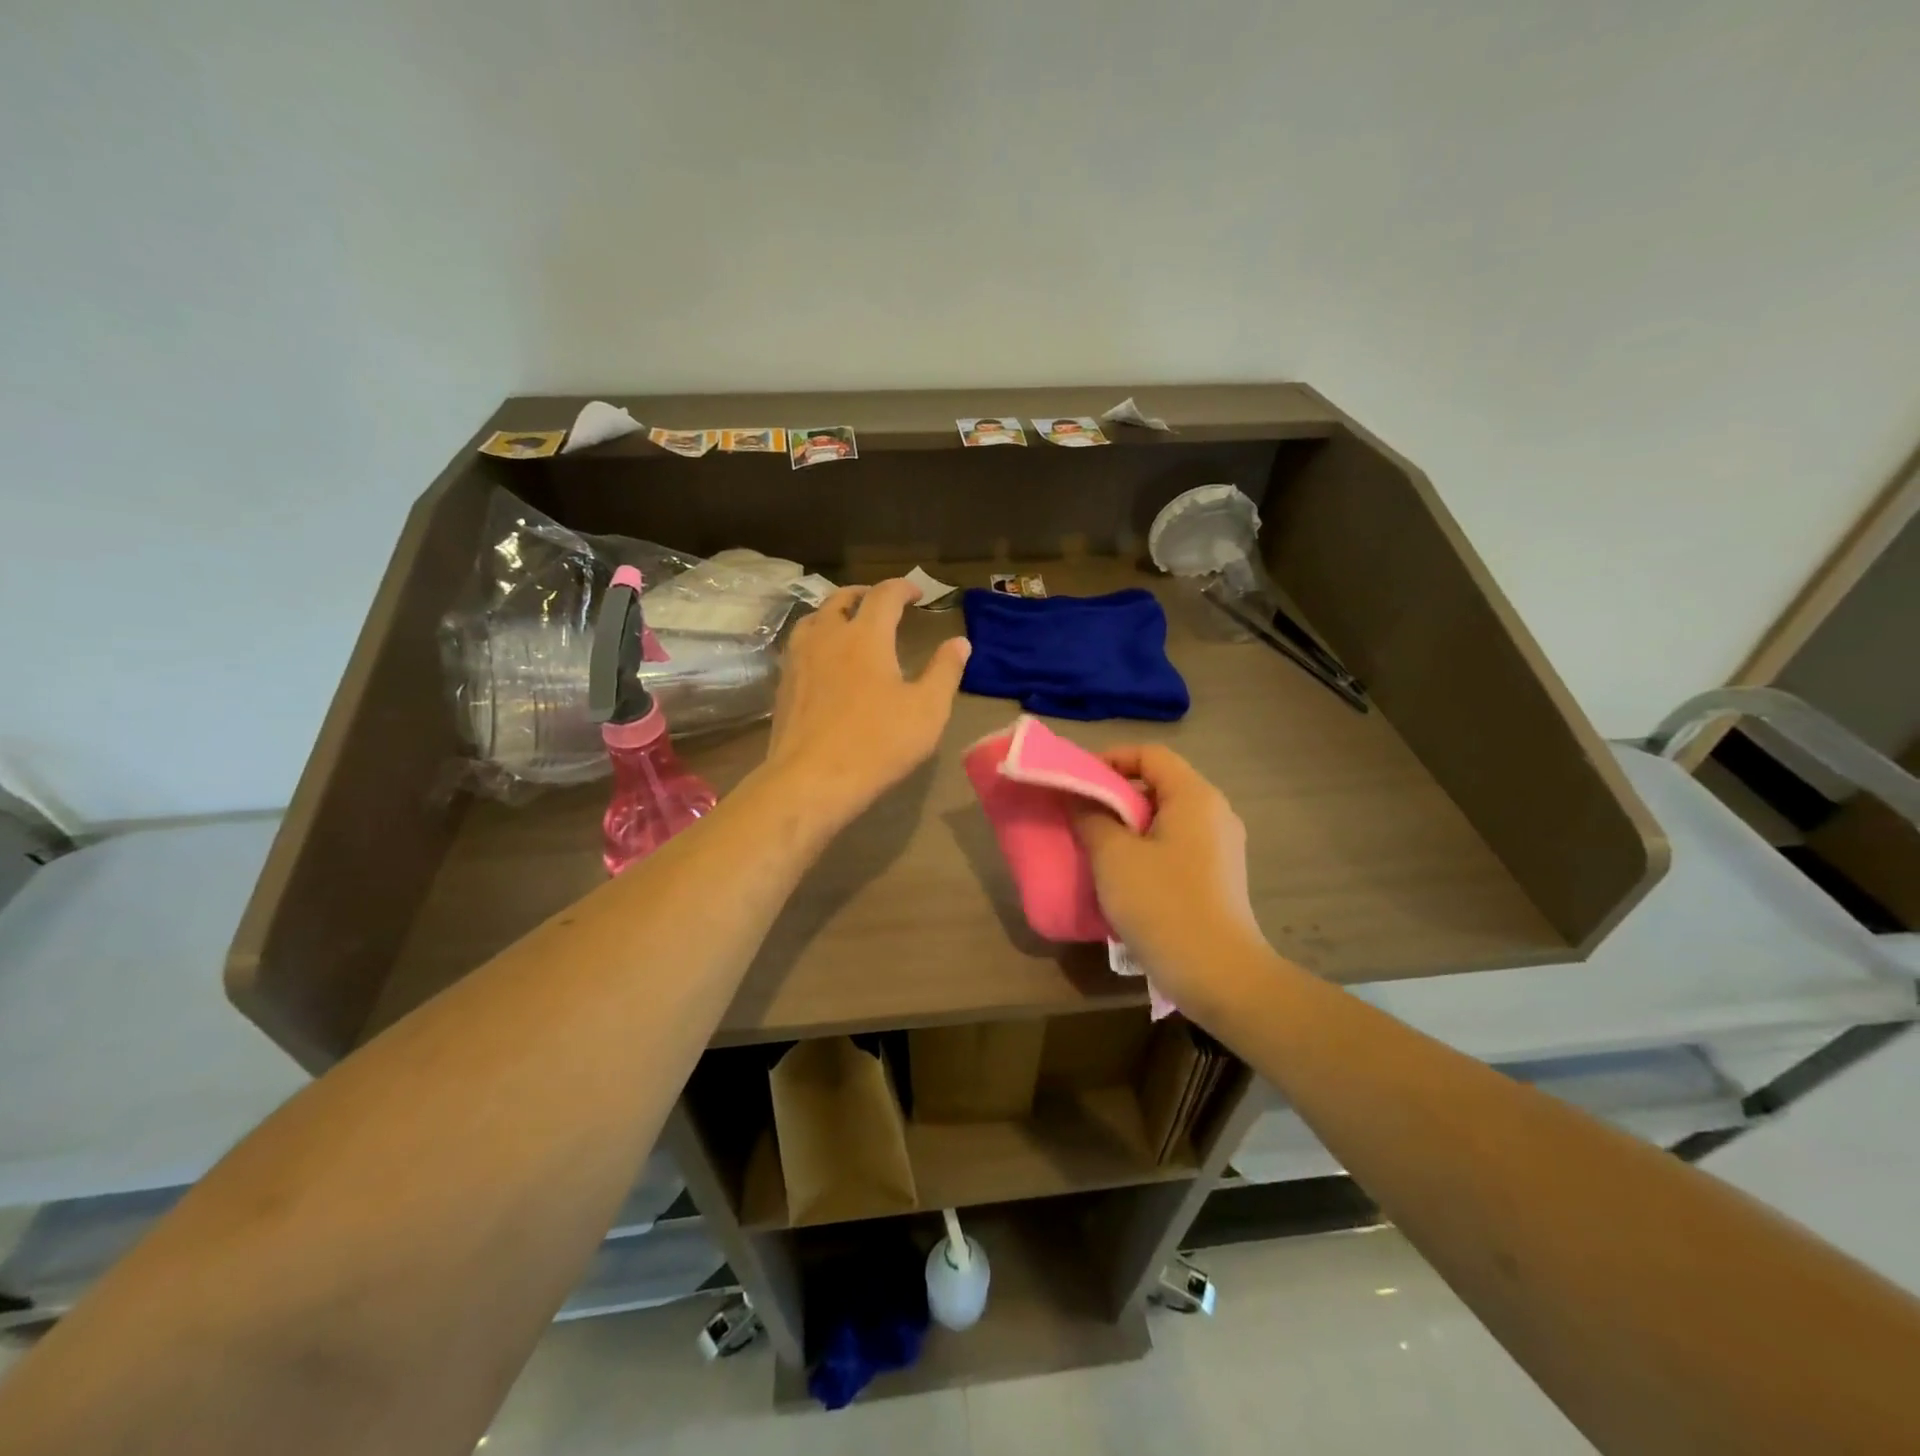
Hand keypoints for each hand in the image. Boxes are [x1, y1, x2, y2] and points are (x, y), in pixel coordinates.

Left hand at [760, 579, 971, 829]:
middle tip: (881, 602)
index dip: (903, 587)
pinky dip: (816, 638)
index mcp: (866, 636)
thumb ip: (945, 671)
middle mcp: (828, 636)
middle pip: (842, 599)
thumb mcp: (927, 710)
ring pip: (814, 618)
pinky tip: (824, 659)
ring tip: (848, 624)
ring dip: (835, 612)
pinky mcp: (784, 684)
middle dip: (865, 594)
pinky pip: (799, 645)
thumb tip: (960, 642)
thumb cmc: (877, 743)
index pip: (884, 595)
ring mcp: (799, 659)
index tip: (917, 592)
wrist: (811, 779)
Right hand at [1070, 745, 1266, 1011]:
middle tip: (1080, 816)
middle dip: (1115, 795)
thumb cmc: (1163, 905)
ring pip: (1165, 818)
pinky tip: (1123, 878)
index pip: (1150, 755)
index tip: (1078, 783)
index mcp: (1194, 797)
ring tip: (1095, 847)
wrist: (1219, 976)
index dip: (1110, 759)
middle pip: (1159, 785)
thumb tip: (1081, 799)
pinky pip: (1175, 846)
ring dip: (1127, 826)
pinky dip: (1146, 849)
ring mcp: (1221, 847)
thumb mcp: (1114, 856)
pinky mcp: (1218, 877)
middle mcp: (1215, 813)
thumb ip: (1091, 817)